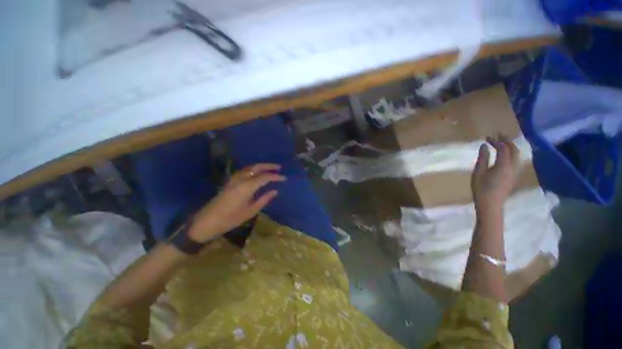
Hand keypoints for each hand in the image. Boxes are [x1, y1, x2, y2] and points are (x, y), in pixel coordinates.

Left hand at [188, 163, 285, 242]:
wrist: (207, 221)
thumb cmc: (230, 219)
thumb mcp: (250, 211)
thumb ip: (264, 199)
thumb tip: (275, 191)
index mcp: (247, 187)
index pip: (265, 177)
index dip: (276, 177)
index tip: (284, 178)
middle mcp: (241, 179)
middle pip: (257, 167)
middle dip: (269, 166)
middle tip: (279, 167)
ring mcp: (234, 179)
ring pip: (250, 167)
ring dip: (261, 166)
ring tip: (270, 168)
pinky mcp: (230, 181)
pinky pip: (244, 170)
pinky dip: (253, 169)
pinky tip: (257, 172)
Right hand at [471, 137, 519, 213]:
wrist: (491, 204)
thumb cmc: (481, 188)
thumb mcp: (479, 172)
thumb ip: (483, 158)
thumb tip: (485, 145)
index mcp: (504, 165)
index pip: (503, 148)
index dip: (496, 141)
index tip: (488, 137)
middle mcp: (513, 166)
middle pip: (514, 150)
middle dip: (506, 141)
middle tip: (498, 136)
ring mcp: (516, 172)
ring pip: (517, 155)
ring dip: (510, 147)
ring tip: (502, 143)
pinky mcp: (515, 176)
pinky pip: (516, 161)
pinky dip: (512, 154)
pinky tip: (505, 155)